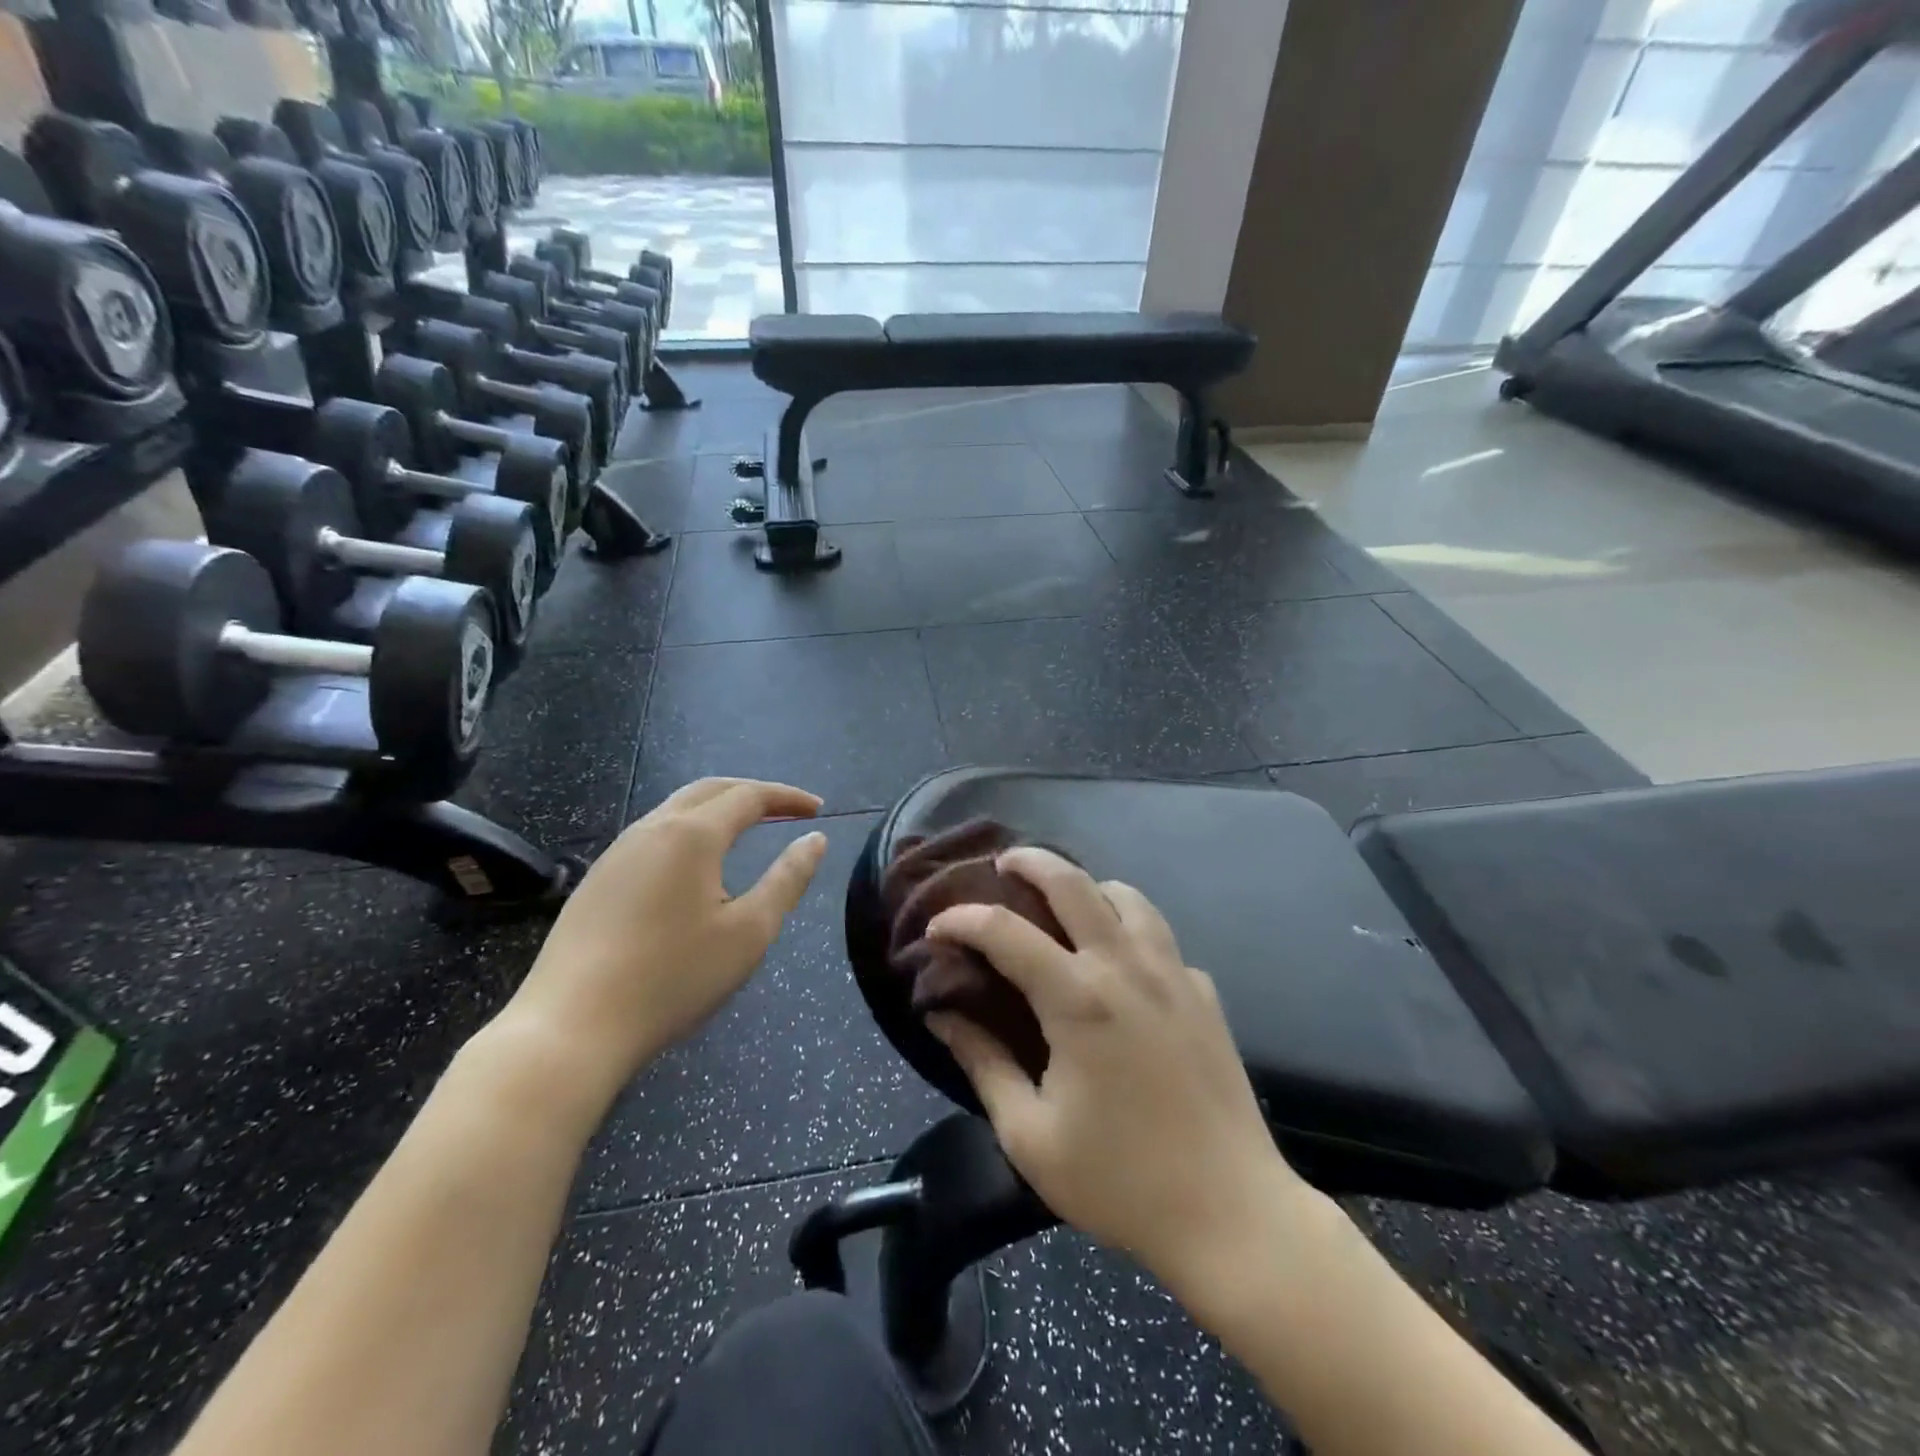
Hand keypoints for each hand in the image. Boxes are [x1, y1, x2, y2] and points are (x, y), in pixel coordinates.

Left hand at [495, 778, 827, 1099]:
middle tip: (786, 809)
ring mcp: (617, 853)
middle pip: (709, 790)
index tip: (817, 809)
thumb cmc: (673, 978)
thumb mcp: (749, 932)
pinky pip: (653, 835)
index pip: (749, 796)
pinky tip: (694, 867)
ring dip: (718, 809)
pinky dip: (689, 832)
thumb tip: (814, 840)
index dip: (787, 797)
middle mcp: (651, 829)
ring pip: (676, 810)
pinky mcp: (596, 880)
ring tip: (747, 830)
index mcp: (692, 835)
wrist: (570, 1028)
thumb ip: (787, 880)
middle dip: (752, 793)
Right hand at [926, 848, 1309, 1305]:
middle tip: (1002, 865)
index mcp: (1078, 999)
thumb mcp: (1030, 1135)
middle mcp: (1125, 967)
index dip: (961, 921)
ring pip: (1127, 897)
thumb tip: (942, 1014)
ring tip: (1063, 904)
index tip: (936, 929)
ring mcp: (1173, 974)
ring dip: (1087, 886)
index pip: (1004, 932)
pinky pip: (1160, 937)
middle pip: (1073, 882)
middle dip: (1030, 861)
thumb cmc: (1121, 1181)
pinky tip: (1121, 961)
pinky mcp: (1204, 993)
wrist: (1232, 1214)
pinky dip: (1130, 928)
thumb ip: (982, 1063)